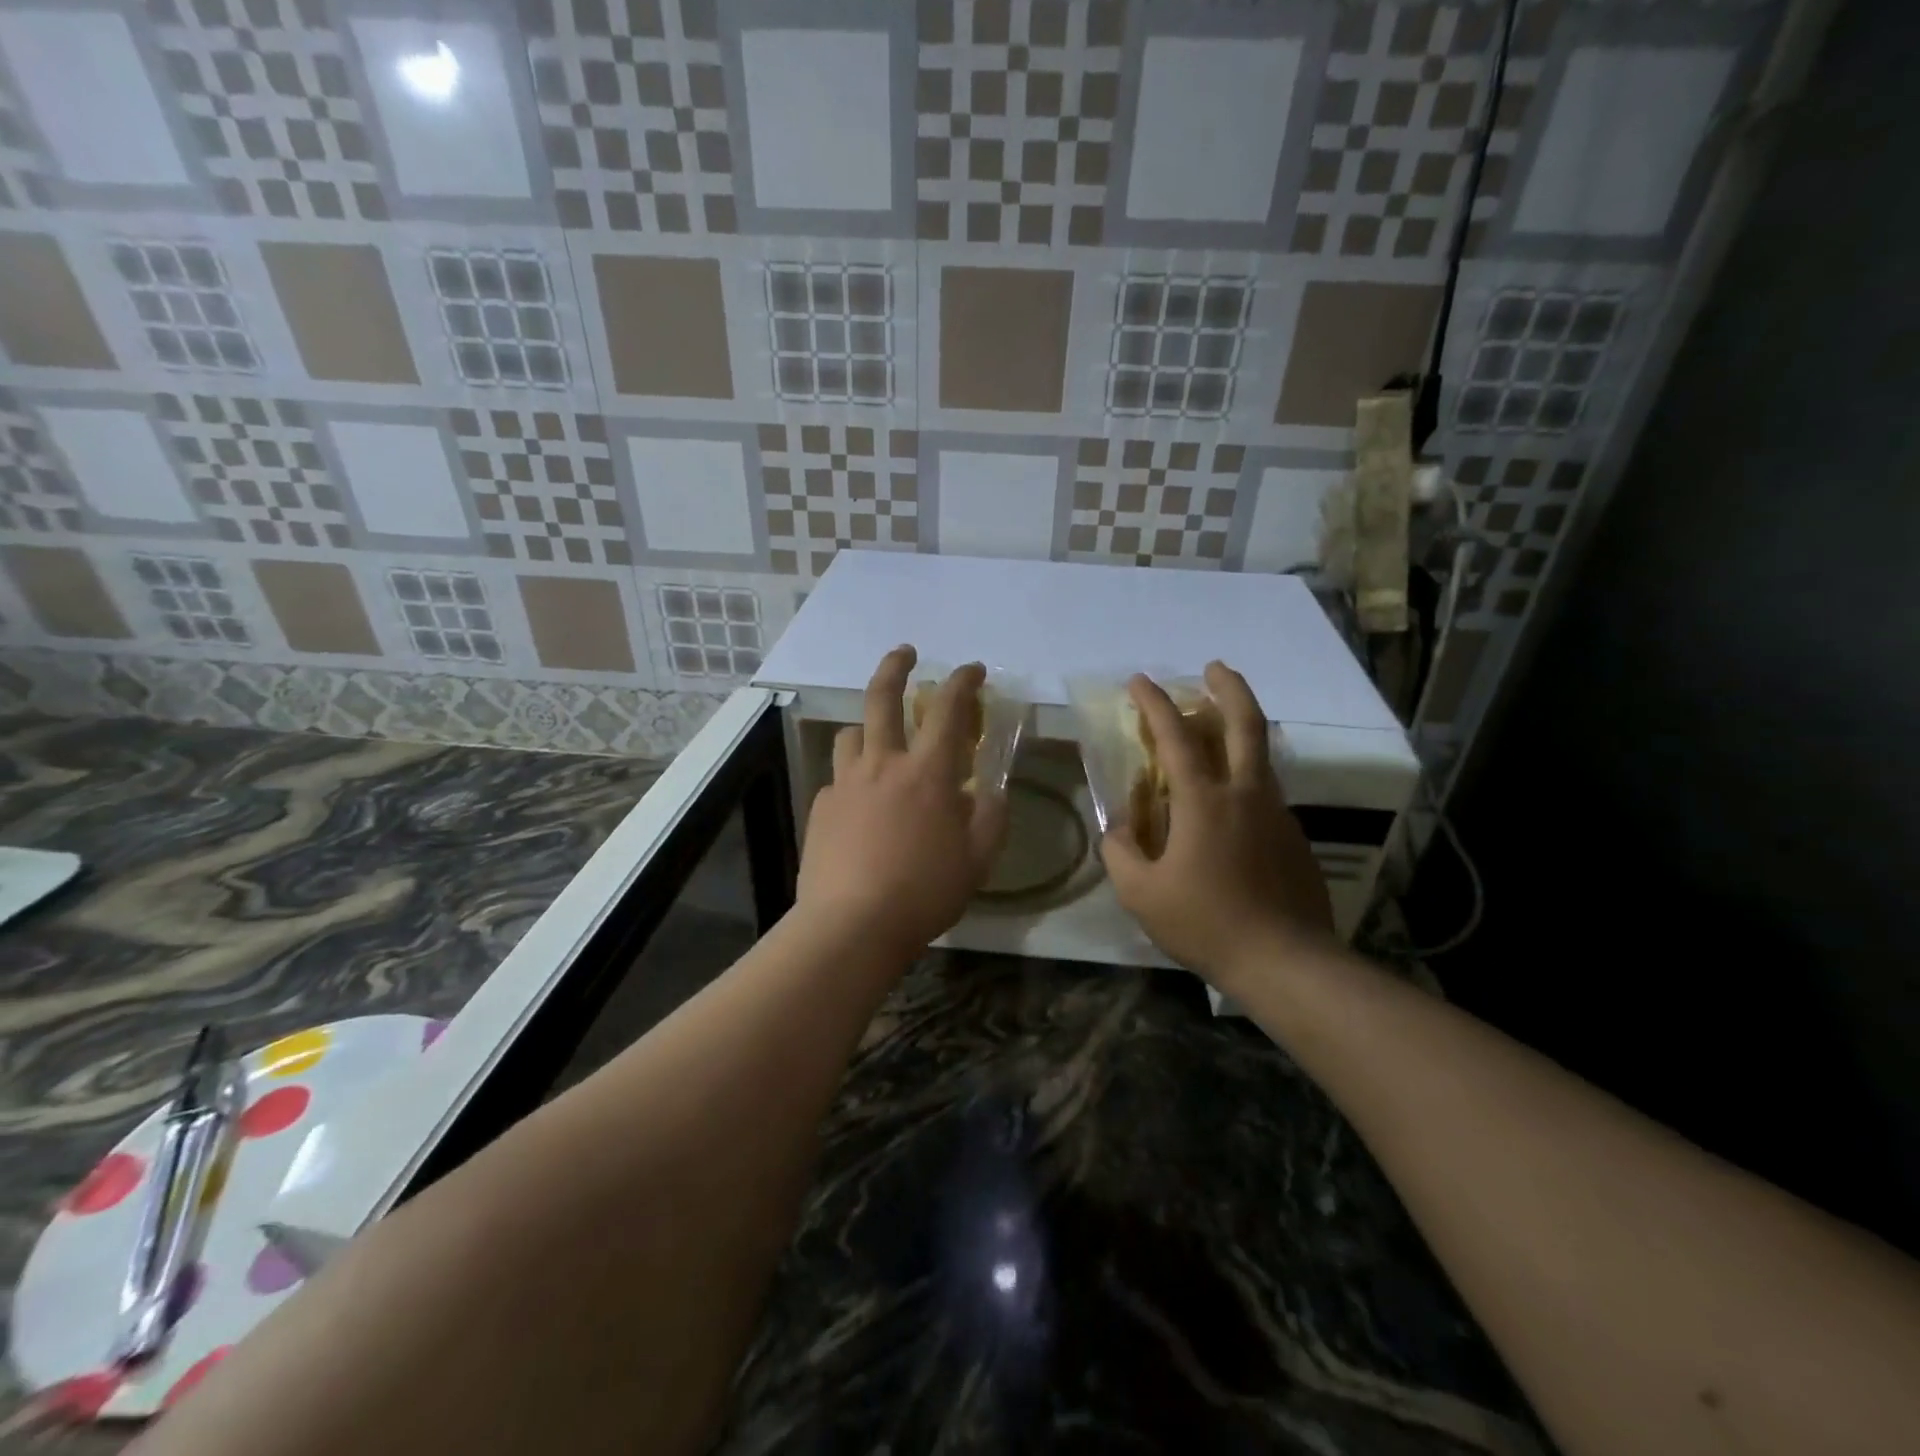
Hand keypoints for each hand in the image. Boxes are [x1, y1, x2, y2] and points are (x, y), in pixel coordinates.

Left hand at [796, 646, 1009, 953]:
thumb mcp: (977, 860)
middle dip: (895, 666)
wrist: (851, 925)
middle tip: (905, 652)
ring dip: (867, 727)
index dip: (963, 682)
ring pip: (851, 735)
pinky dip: (852, 779)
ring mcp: (844, 784)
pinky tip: (859, 806)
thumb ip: (991, 819)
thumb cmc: (924, 891)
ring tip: (877, 740)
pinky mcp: (821, 809)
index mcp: (927, 773)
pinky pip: (837, 780)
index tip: (972, 670)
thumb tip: (992, 792)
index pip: (949, 710)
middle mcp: (882, 765)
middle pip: (882, 699)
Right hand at [1101, 662, 1333, 990]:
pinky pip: (1265, 791)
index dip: (1154, 704)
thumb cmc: (1206, 923)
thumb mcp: (1141, 893)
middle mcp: (1246, 794)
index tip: (1139, 681)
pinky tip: (1229, 802)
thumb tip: (1121, 827)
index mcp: (1204, 801)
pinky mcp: (1294, 836)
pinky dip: (1245, 775)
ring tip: (1216, 726)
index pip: (1176, 737)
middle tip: (1214, 667)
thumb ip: (1121, 851)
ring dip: (1239, 728)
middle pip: (1245, 723)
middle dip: (1229, 687)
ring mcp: (1277, 813)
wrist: (1286, 962)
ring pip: (1260, 754)